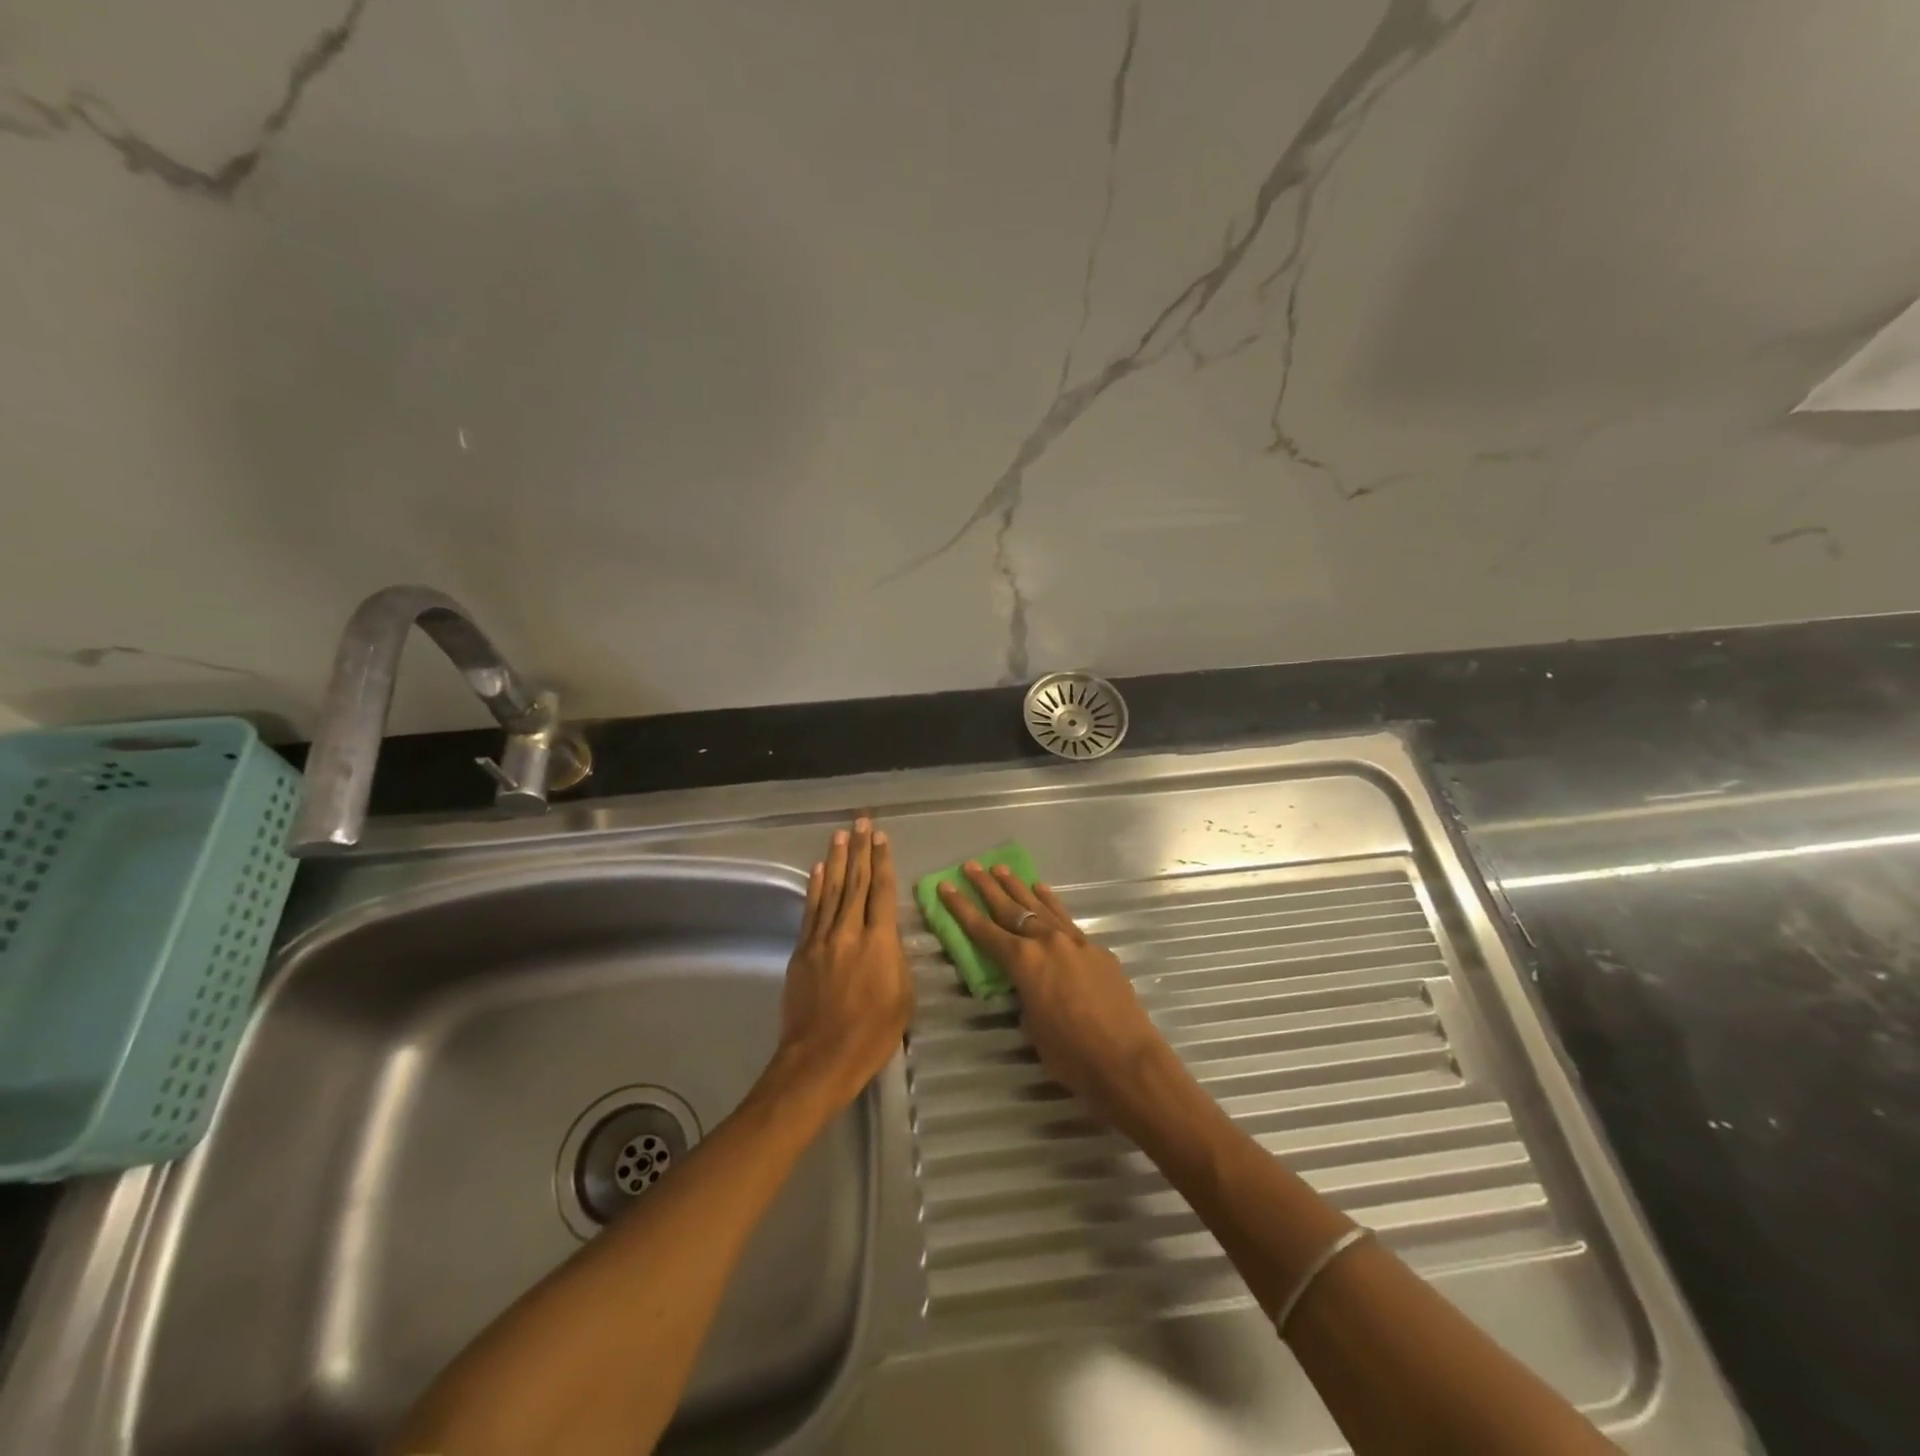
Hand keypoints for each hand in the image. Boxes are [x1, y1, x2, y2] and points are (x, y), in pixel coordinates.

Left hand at [774, 818, 913, 1108]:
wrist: (820, 1059)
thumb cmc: (872, 1034)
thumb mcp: (903, 998)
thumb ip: (895, 959)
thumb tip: (887, 938)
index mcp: (879, 942)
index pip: (882, 891)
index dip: (883, 862)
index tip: (882, 838)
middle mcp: (849, 932)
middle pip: (856, 882)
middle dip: (860, 850)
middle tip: (861, 822)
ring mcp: (822, 939)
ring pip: (831, 890)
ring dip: (837, 861)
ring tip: (841, 835)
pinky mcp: (802, 952)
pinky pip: (811, 911)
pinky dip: (815, 888)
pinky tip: (819, 871)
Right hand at [937, 863, 1180, 1135]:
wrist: (1127, 1059)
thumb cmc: (1071, 1055)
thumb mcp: (1032, 1028)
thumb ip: (1025, 997)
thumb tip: (1029, 986)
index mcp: (1023, 962)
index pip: (983, 930)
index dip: (961, 908)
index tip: (945, 886)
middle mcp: (1046, 941)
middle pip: (1010, 907)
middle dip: (987, 886)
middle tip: (971, 866)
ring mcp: (1075, 941)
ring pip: (1040, 906)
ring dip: (1018, 887)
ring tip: (1002, 868)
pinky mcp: (1097, 949)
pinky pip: (1065, 918)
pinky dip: (1050, 903)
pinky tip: (1043, 892)